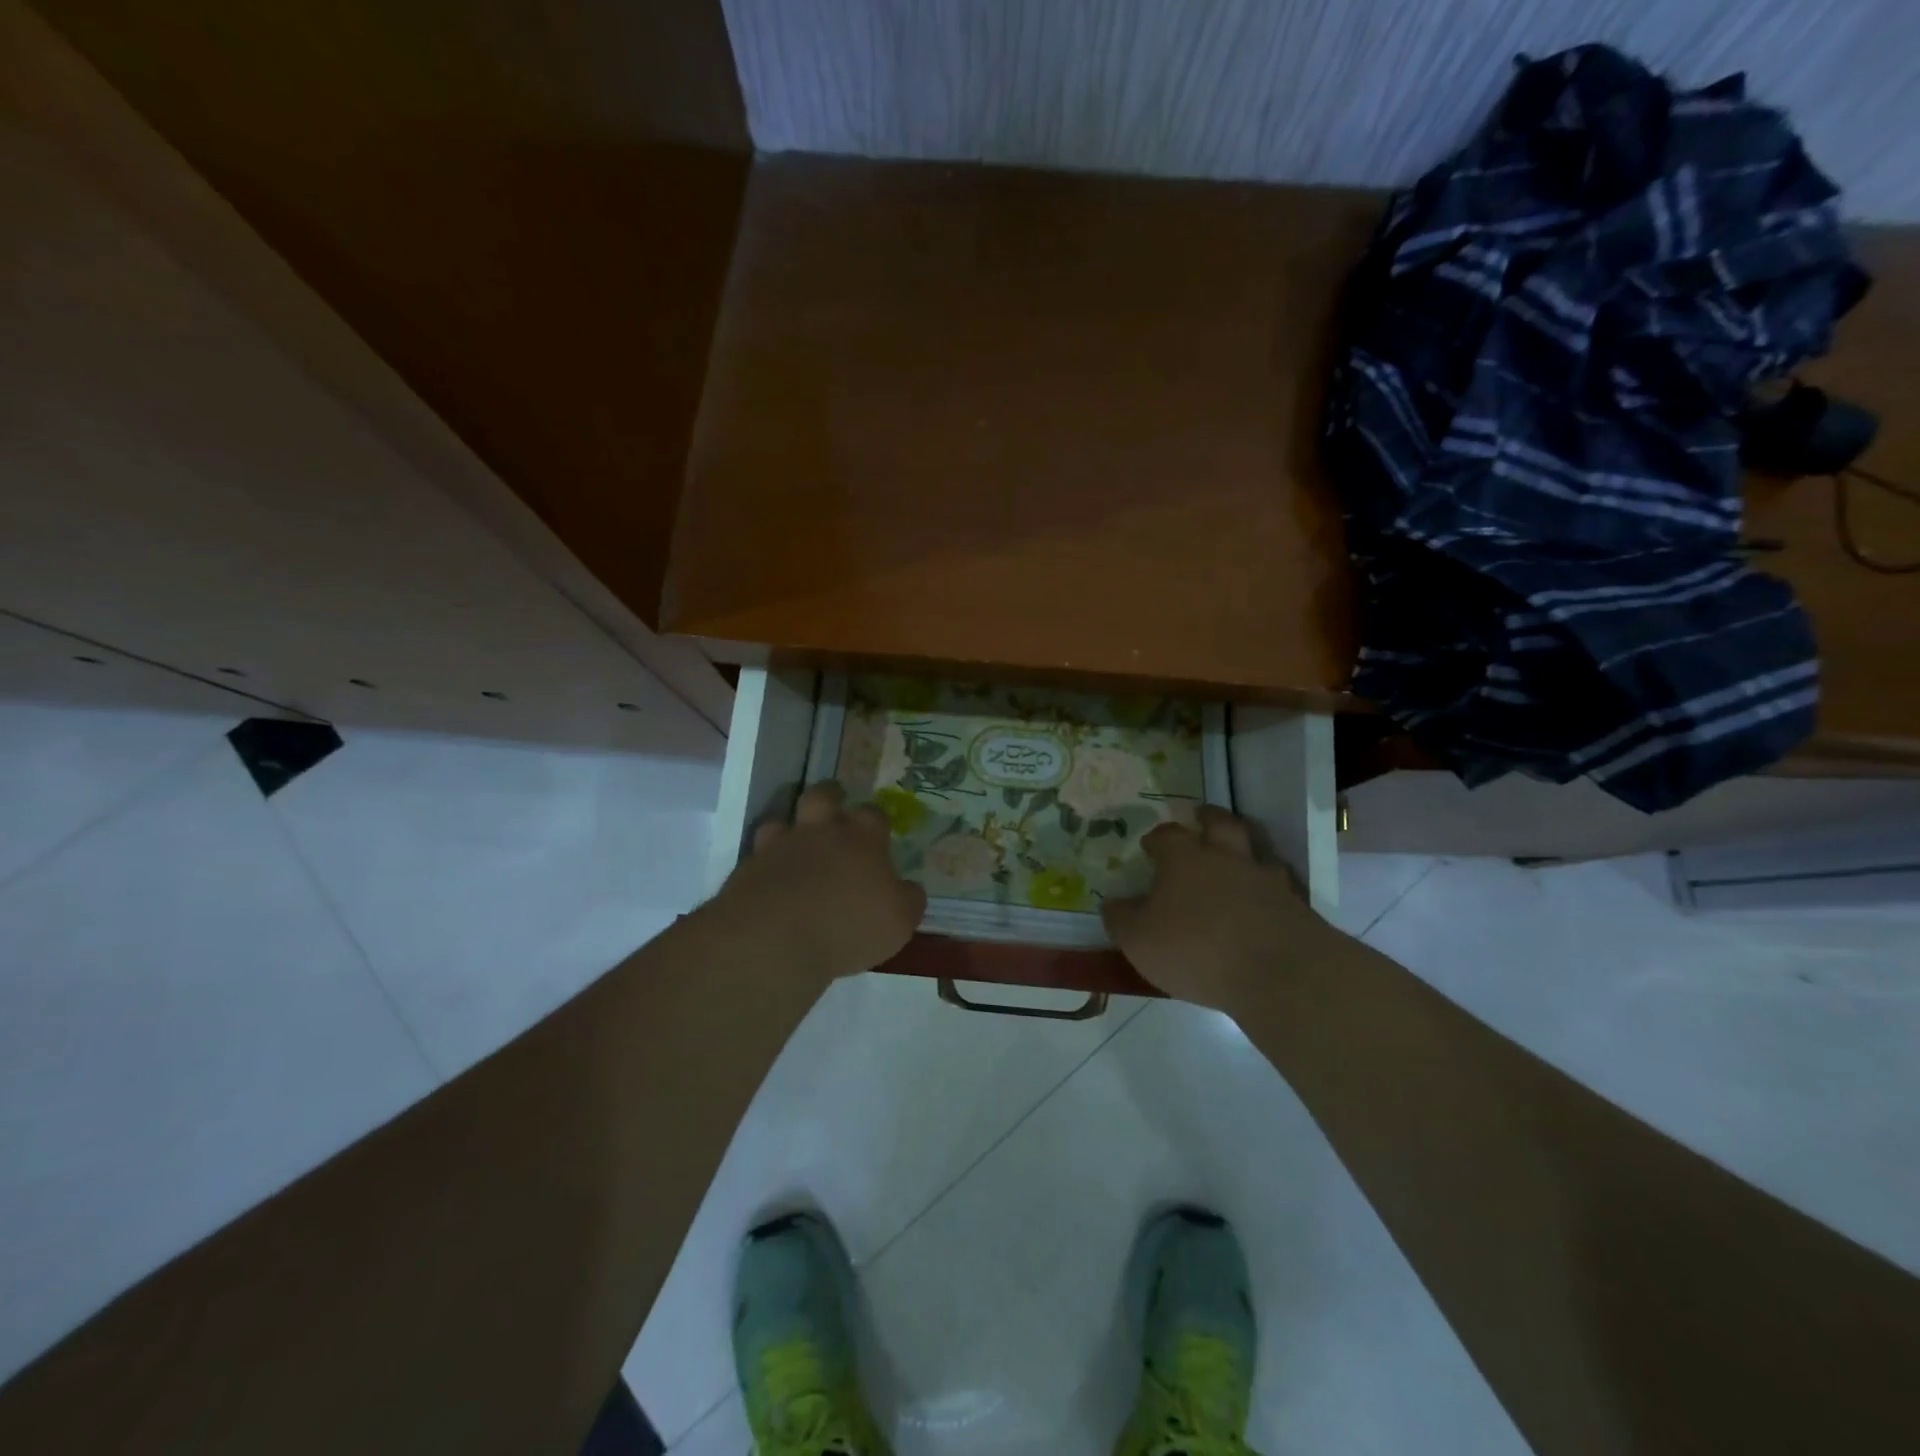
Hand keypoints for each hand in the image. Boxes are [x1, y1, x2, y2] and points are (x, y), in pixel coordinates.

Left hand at [709, 782, 926, 982]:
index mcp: (862, 839)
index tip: (879, 832)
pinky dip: (766, 862)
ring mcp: (780, 846)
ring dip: (791, 827)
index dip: (877, 820)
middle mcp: (821, 832)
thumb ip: (908, 899)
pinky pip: (758, 854)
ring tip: (796, 842)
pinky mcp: (748, 868)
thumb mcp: (899, 921)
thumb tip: (909, 888)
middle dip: (831, 796)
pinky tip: (771, 878)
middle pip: (823, 797)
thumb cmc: (849, 926)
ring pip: (783, 820)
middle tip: (835, 806)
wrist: (773, 940)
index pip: (874, 815)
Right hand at [1102, 806, 1339, 1011]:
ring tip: (1237, 858)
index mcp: (1184, 860)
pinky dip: (1269, 887)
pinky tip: (1264, 899)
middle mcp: (1226, 858)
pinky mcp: (1295, 904)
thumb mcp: (1139, 940)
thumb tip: (1112, 903)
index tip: (1150, 845)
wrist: (1277, 972)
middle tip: (1202, 818)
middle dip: (1209, 818)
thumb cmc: (1195, 949)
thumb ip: (1122, 919)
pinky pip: (1280, 885)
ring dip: (1245, 849)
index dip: (1157, 837)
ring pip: (1256, 850)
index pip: (1167, 835)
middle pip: (1220, 824)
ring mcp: (1265, 879)